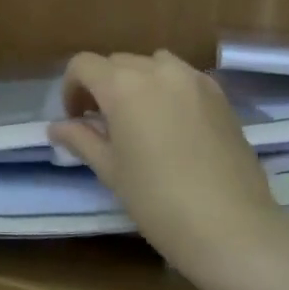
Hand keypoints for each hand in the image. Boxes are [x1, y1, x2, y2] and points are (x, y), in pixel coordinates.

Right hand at [48, 51, 288, 289]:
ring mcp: (194, 80)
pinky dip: (167, 89)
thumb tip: (56, 126)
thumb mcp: (110, 170)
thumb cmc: (157, 200)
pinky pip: (183, 78)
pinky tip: (172, 125)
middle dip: (102, 85)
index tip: (76, 119)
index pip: (83, 65)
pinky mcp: (220, 95)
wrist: (231, 227)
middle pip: (117, 62)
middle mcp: (158, 70)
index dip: (71, 88)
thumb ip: (81, 139)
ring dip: (137, 82)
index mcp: (123, 85)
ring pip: (152, 64)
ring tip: (139, 119)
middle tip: (103, 124)